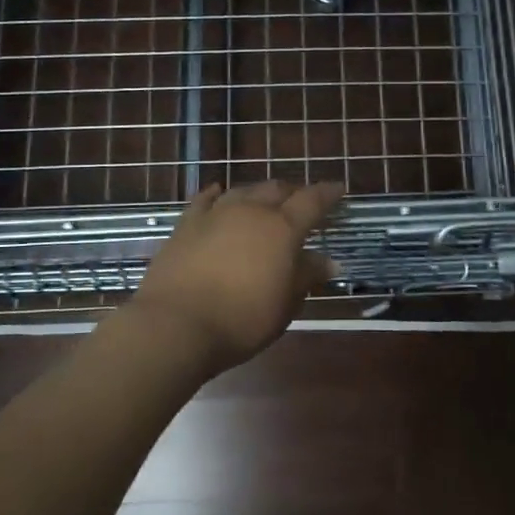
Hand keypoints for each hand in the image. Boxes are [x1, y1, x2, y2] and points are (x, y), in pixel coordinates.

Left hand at [129, 180, 344, 372]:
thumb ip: (307, 276)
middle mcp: (251, 211)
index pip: (312, 201)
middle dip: (293, 192)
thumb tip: (329, 261)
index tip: (339, 189)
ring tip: (265, 200)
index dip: (328, 193)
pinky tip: (218, 192)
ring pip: (243, 191)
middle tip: (302, 201)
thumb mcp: (285, 304)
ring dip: (259, 193)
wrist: (175, 325)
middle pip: (277, 189)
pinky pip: (205, 199)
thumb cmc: (242, 319)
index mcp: (282, 228)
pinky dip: (217, 194)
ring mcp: (215, 214)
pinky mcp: (186, 225)